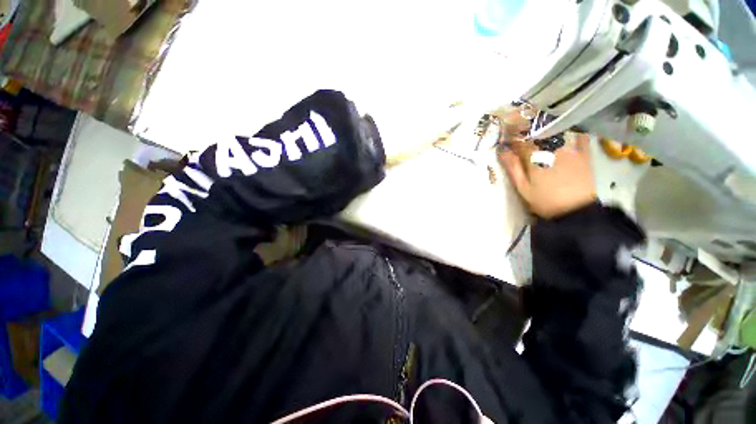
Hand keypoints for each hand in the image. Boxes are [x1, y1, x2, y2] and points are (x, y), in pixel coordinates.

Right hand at [499, 133, 596, 218]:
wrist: (576, 211)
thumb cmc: (544, 201)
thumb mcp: (523, 188)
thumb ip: (513, 168)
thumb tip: (502, 151)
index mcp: (535, 158)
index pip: (520, 142)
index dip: (512, 141)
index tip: (507, 143)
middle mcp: (553, 149)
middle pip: (538, 136)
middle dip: (528, 136)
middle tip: (522, 140)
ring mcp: (570, 149)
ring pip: (556, 134)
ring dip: (546, 134)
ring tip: (541, 139)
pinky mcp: (584, 154)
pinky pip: (579, 137)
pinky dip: (573, 134)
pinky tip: (567, 136)